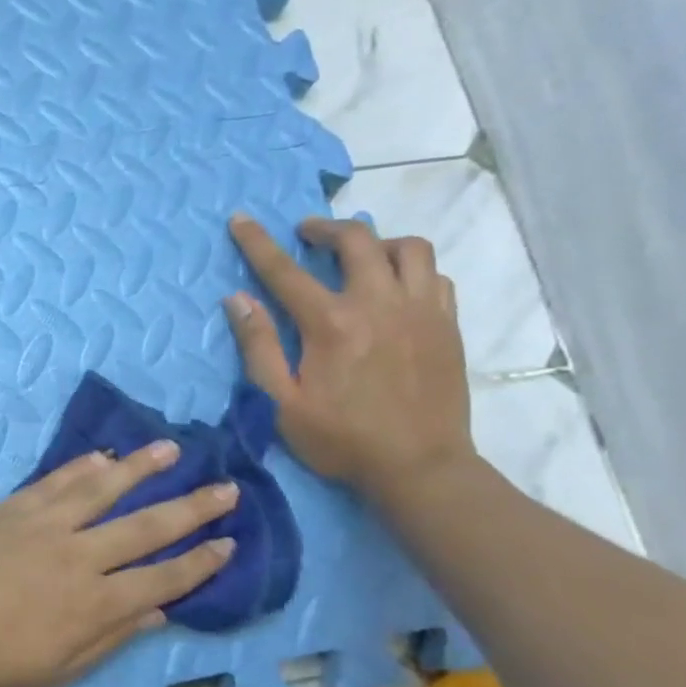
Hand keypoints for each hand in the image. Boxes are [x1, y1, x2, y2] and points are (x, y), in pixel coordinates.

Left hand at [0, 446, 239, 686]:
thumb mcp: (57, 671)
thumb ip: (110, 637)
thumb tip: (157, 610)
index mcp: (95, 604)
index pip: (163, 577)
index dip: (200, 562)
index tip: (228, 543)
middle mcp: (79, 556)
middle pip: (147, 526)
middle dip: (192, 507)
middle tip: (227, 488)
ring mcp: (43, 524)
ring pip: (103, 488)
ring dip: (142, 468)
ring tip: (172, 449)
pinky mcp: (11, 507)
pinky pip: (56, 481)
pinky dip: (83, 466)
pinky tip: (103, 456)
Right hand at [225, 214, 475, 498]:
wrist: (420, 468)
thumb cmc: (341, 439)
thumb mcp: (281, 402)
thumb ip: (258, 347)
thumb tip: (238, 299)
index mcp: (332, 323)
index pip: (285, 270)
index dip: (258, 242)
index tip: (241, 218)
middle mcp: (379, 304)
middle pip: (357, 240)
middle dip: (325, 227)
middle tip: (306, 234)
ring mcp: (421, 311)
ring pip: (408, 247)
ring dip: (377, 241)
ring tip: (359, 256)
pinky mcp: (447, 325)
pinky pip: (434, 275)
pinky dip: (410, 268)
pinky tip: (394, 286)